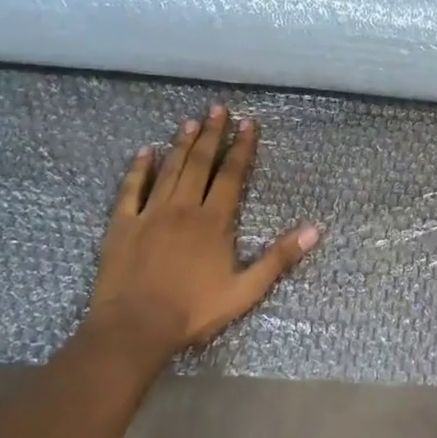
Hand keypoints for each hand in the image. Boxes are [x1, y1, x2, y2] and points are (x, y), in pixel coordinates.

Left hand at [73, 105, 319, 369]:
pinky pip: (131, 189)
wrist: (134, 328)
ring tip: (190, 121)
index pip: (231, 175)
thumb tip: (314, 230)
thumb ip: (279, 258)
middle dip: (212, 135)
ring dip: (181, 144)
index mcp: (213, 221)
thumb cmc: (193, 311)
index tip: (248, 123)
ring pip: (168, 170)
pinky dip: (138, 169)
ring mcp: (149, 213)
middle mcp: (183, 208)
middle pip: (199, 163)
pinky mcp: (122, 225)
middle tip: (218, 108)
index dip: (241, 148)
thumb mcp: (246, 290)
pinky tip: (144, 152)